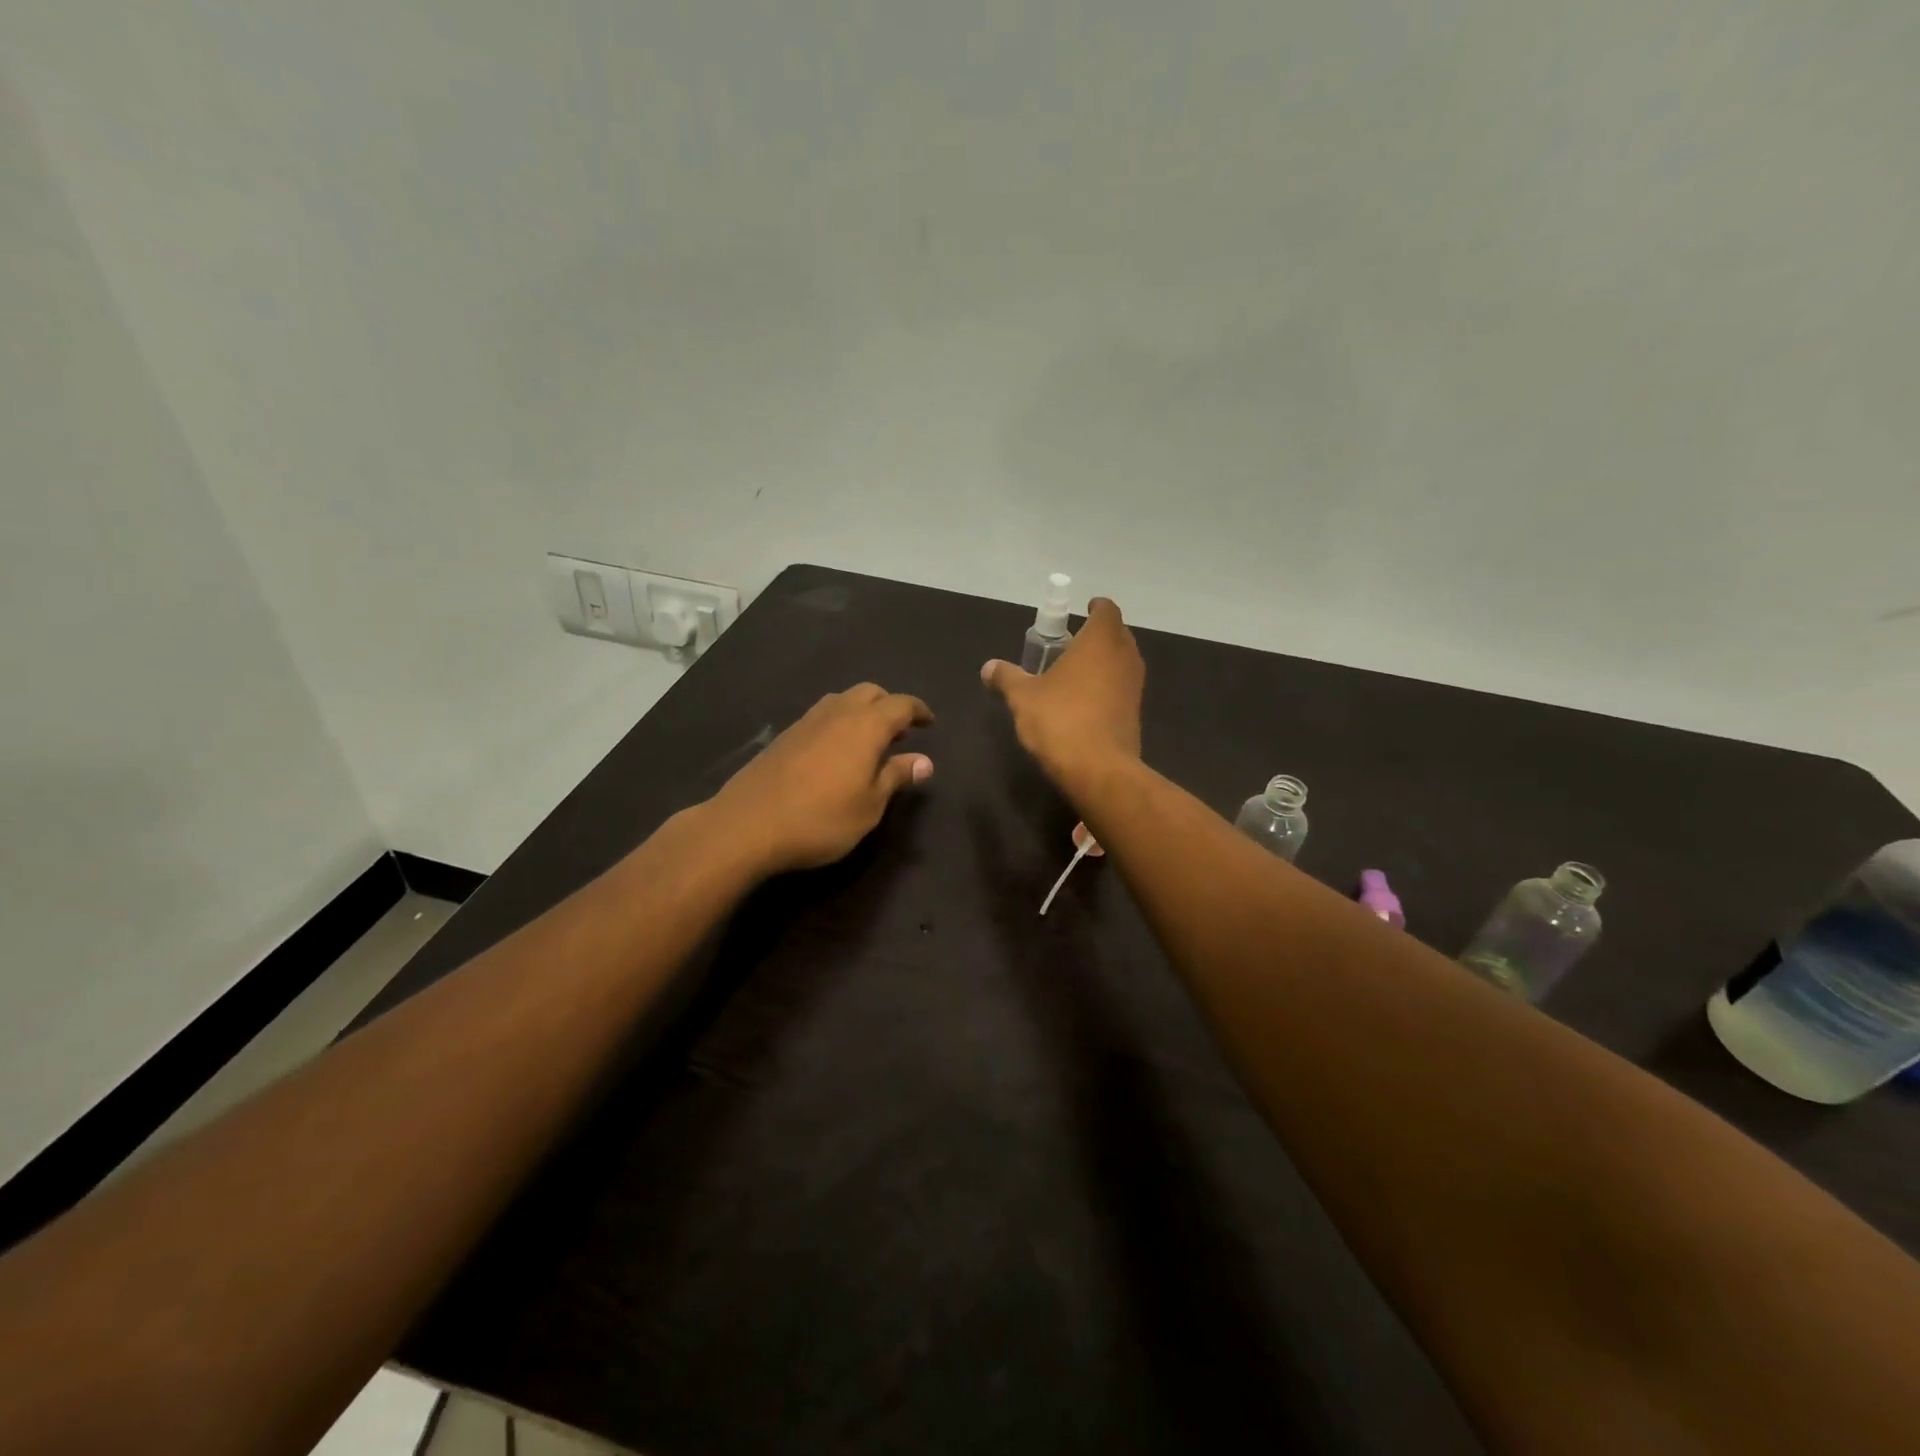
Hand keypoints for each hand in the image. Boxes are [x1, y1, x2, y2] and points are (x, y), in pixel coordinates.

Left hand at [709, 684, 933, 874]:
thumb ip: (897, 777)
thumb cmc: (821, 819)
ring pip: (842, 701)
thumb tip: (924, 761)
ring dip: (862, 712)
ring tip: (870, 741)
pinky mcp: (785, 736)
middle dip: (889, 706)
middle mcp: (837, 713)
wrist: (748, 825)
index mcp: (865, 725)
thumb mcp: (870, 805)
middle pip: (870, 693)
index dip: (918, 710)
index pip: (901, 705)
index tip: (929, 722)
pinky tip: (836, 751)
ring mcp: (806, 721)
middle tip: (900, 732)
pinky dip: (839, 723)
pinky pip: (822, 716)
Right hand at [982, 597, 1143, 783]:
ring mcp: (1134, 686)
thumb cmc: (1061, 721)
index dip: (1096, 607)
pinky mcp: (1135, 713)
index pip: (1107, 610)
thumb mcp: (1023, 697)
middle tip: (1071, 643)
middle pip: (1118, 634)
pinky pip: (1122, 688)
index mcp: (1101, 641)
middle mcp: (1124, 657)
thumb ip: (1007, 678)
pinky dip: (1108, 686)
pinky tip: (1084, 702)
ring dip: (1104, 662)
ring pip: (1122, 662)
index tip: (1083, 610)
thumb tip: (988, 667)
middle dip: (1098, 635)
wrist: (1099, 770)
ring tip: (1075, 672)